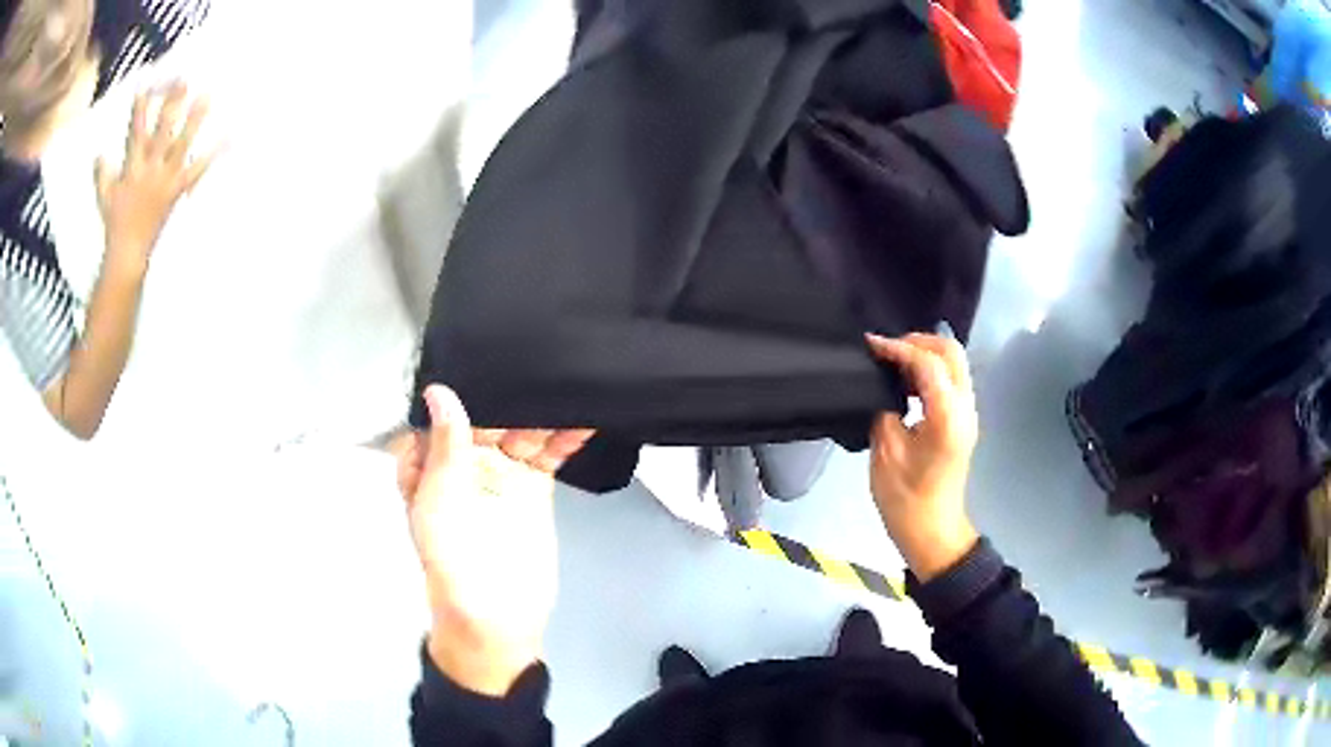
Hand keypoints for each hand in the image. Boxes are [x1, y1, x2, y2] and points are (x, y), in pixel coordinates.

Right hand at [96, 82, 216, 271]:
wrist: (127, 253)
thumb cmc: (114, 224)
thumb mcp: (105, 198)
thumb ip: (103, 174)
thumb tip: (99, 155)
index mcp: (132, 168)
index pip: (136, 132)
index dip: (140, 109)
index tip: (146, 86)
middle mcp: (150, 169)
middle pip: (162, 131)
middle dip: (172, 105)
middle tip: (184, 80)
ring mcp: (165, 179)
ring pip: (182, 144)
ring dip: (194, 120)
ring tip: (207, 96)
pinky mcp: (176, 191)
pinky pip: (196, 171)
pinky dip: (211, 156)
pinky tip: (226, 139)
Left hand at [396, 385, 591, 695]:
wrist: (497, 617)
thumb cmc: (452, 565)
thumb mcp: (439, 504)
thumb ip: (445, 449)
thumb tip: (439, 392)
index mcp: (430, 463)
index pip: (442, 412)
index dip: (458, 383)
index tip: (481, 350)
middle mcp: (464, 462)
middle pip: (486, 415)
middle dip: (506, 390)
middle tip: (534, 354)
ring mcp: (501, 473)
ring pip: (520, 429)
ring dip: (539, 410)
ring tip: (563, 382)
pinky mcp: (533, 487)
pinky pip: (548, 454)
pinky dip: (564, 438)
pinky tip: (581, 420)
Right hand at [866, 334, 979, 581]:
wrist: (933, 532)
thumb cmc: (906, 499)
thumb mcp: (886, 453)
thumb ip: (885, 409)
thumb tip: (883, 387)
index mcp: (947, 417)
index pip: (928, 363)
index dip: (898, 348)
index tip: (870, 345)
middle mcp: (964, 408)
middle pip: (951, 351)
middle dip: (917, 341)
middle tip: (885, 350)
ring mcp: (967, 413)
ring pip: (953, 362)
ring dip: (924, 354)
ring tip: (891, 363)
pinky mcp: (961, 420)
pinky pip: (950, 380)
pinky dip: (928, 370)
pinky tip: (904, 383)